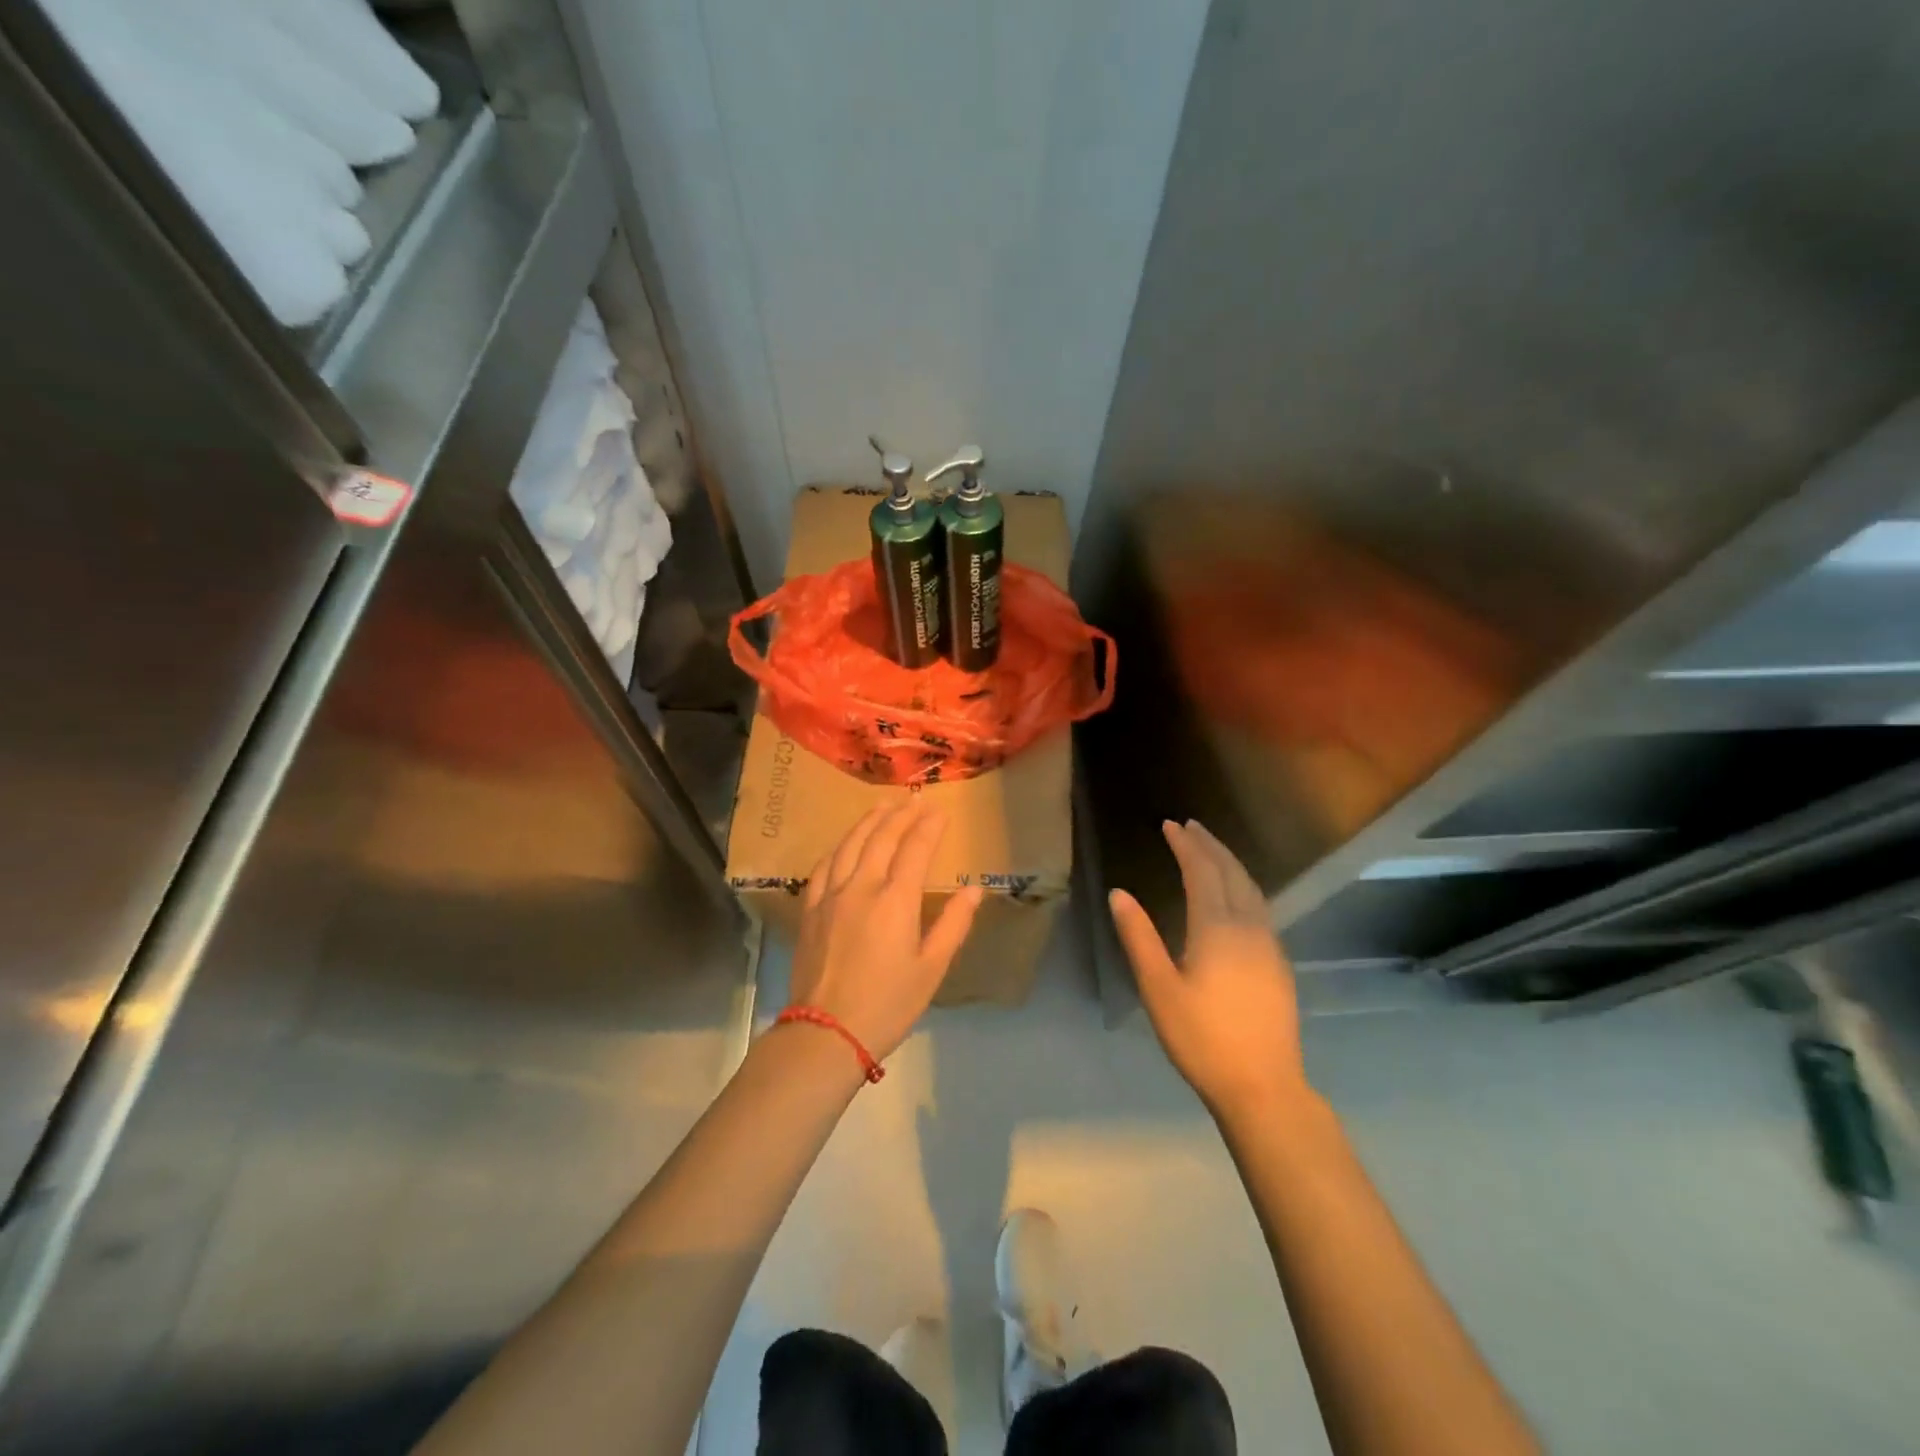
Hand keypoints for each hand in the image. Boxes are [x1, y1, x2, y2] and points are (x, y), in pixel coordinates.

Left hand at [789, 800, 984, 1060]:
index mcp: (895, 900)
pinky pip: (824, 866)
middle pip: (881, 837)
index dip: (929, 827)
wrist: (826, 1033)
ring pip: (850, 844)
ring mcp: (831, 895)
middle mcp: (862, 886)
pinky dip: (839, 847)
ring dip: (869, 821)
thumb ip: (953, 924)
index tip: (940, 811)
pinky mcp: (810, 909)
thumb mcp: (932, 968)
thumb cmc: (888, 1004)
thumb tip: (974, 890)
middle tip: (914, 800)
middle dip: (901, 815)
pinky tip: (844, 843)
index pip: (915, 849)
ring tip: (882, 806)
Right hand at [1109, 819, 1307, 1118]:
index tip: (1170, 824)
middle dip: (1209, 845)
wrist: (1263, 1085)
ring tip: (1211, 848)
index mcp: (1217, 928)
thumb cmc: (1201, 1038)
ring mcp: (1269, 943)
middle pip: (1231, 872)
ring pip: (1251, 887)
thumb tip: (1119, 893)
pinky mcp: (1278, 961)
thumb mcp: (1158, 989)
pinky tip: (1235, 893)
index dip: (1185, 845)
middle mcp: (1248, 926)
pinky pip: (1260, 905)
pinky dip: (1243, 884)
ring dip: (1229, 862)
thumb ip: (1138, 937)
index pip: (1201, 871)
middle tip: (1190, 826)